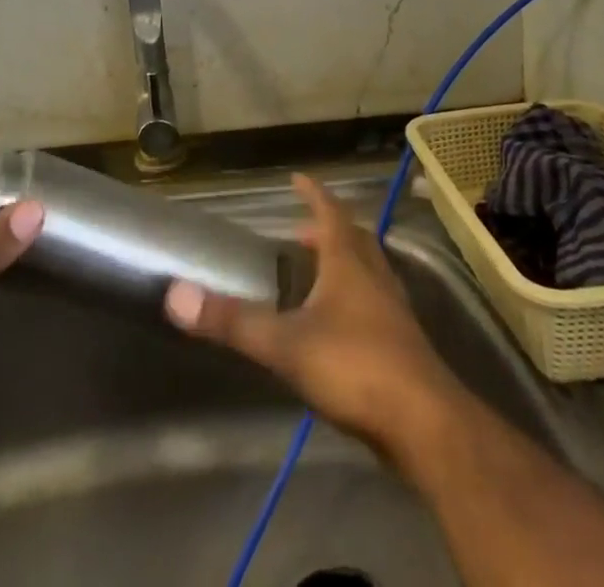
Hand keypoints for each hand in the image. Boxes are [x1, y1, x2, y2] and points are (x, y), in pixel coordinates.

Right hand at [163, 174, 461, 455]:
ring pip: (368, 271)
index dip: (313, 193)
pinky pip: (376, 305)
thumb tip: (178, 295)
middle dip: (328, 229)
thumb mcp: (286, 344)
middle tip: (302, 231)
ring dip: (344, 263)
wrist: (425, 424)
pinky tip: (340, 326)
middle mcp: (374, 277)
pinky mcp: (403, 346)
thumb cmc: (356, 366)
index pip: (331, 212)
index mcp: (349, 263)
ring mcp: (393, 311)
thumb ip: (233, 322)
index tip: (298, 177)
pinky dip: (356, 298)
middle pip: (354, 239)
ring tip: (317, 274)